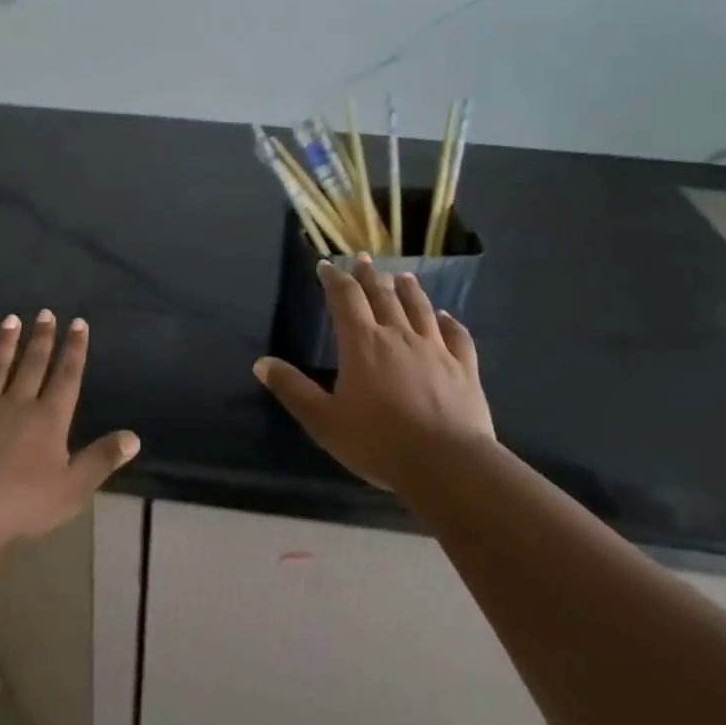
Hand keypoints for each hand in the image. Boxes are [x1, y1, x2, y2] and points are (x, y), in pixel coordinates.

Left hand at [0, 310, 140, 546]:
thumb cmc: (19, 504)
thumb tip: (134, 437)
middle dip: (42, 338)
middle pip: (33, 364)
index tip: (79, 323)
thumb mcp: (71, 489)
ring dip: (6, 341)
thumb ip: (101, 460)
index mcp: (49, 419)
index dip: (75, 350)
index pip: (67, 377)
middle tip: (46, 312)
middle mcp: (18, 403)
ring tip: (12, 318)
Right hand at [254, 256, 494, 490]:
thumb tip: (261, 363)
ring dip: (409, 289)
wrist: (448, 465)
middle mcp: (398, 335)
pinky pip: (457, 336)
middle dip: (369, 276)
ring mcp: (435, 349)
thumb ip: (293, 389)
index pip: (344, 298)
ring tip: (402, 276)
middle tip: (363, 260)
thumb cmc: (379, 442)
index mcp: (362, 343)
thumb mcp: (324, 420)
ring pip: (419, 308)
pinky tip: (446, 317)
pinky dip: (449, 322)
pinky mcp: (464, 368)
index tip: (326, 265)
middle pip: (382, 295)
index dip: (334, 278)